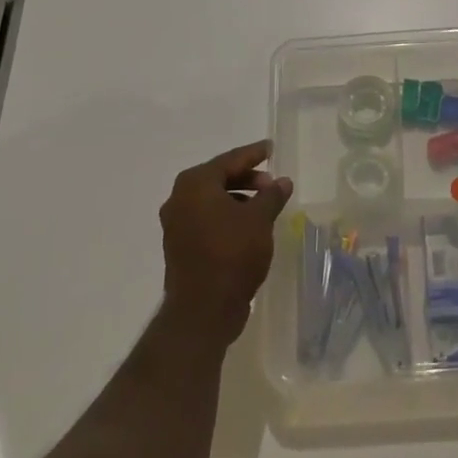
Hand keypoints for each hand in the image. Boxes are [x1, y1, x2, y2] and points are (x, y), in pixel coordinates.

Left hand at [159, 140, 292, 342]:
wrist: (203, 310)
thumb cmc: (232, 254)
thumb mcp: (259, 219)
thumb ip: (271, 195)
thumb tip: (282, 181)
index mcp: (195, 184)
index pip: (229, 160)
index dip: (253, 154)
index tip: (270, 148)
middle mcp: (179, 199)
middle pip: (218, 178)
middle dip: (246, 178)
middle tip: (270, 183)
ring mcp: (176, 225)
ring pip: (211, 200)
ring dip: (237, 198)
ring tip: (263, 206)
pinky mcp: (179, 247)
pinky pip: (206, 219)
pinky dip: (226, 216)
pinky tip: (247, 226)